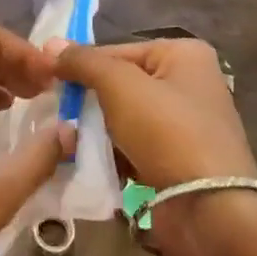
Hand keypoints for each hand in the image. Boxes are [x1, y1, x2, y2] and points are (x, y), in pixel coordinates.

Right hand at [50, 37, 256, 255]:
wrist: (210, 210)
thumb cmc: (168, 132)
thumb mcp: (120, 86)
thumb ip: (84, 62)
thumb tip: (50, 45)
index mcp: (185, 54)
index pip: (118, 51)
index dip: (81, 65)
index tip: (47, 82)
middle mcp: (189, 83)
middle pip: (121, 84)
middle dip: (88, 102)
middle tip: (54, 113)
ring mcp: (185, 125)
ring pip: (124, 118)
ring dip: (96, 131)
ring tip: (65, 141)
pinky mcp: (177, 161)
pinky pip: (134, 148)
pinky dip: (112, 155)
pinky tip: (86, 163)